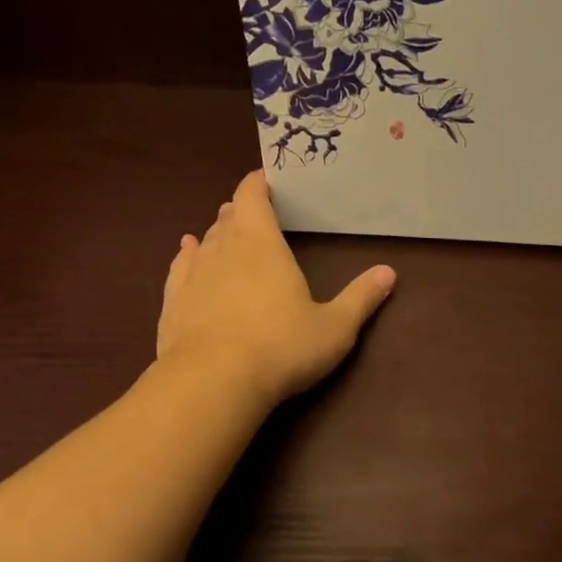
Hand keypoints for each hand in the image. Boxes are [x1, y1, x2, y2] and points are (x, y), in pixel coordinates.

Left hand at [157, 170, 395, 406]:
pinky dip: (188, 255)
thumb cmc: (282, 347)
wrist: (213, 382)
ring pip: (205, 240)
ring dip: (217, 233)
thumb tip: (389, 272)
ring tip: (226, 229)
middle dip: (242, 210)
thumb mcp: (334, 327)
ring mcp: (193, 275)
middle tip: (256, 212)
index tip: (267, 179)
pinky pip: (180, 266)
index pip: (253, 196)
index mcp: (262, 244)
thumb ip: (361, 298)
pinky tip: (187, 252)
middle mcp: (223, 249)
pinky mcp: (172, 302)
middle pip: (229, 217)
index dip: (259, 183)